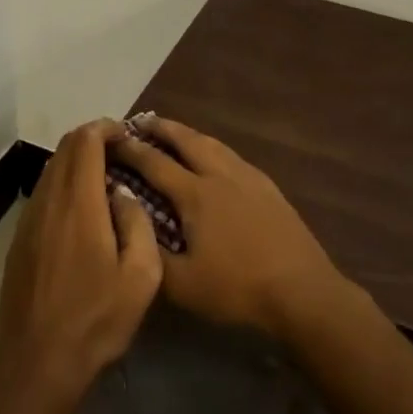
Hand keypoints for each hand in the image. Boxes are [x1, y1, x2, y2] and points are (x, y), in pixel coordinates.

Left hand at [0, 120, 162, 401]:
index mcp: (79, 202)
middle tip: (120, 152)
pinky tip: (81, 211)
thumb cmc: (96, 319)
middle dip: (92, 139)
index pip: (86, 141)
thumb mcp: (141, 277)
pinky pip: (43, 193)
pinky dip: (63, 184)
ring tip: (104, 179)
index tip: (126, 134)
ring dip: (76, 162)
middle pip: (65, 148)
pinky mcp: (20, 238)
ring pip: (52, 169)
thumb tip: (123, 194)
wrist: (38, 362)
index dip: (106, 128)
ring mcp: (29, 218)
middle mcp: (50, 200)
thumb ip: (138, 223)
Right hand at [107, 115, 348, 341]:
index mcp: (195, 194)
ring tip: (174, 133)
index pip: (154, 163)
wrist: (302, 291)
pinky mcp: (267, 186)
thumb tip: (127, 224)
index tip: (110, 139)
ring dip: (188, 134)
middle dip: (160, 128)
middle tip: (141, 122)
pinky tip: (214, 158)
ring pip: (212, 143)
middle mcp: (219, 175)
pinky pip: (231, 155)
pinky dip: (212, 148)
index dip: (130, 150)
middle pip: (185, 140)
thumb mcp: (183, 285)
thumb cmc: (237, 289)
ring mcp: (247, 177)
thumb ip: (150, 253)